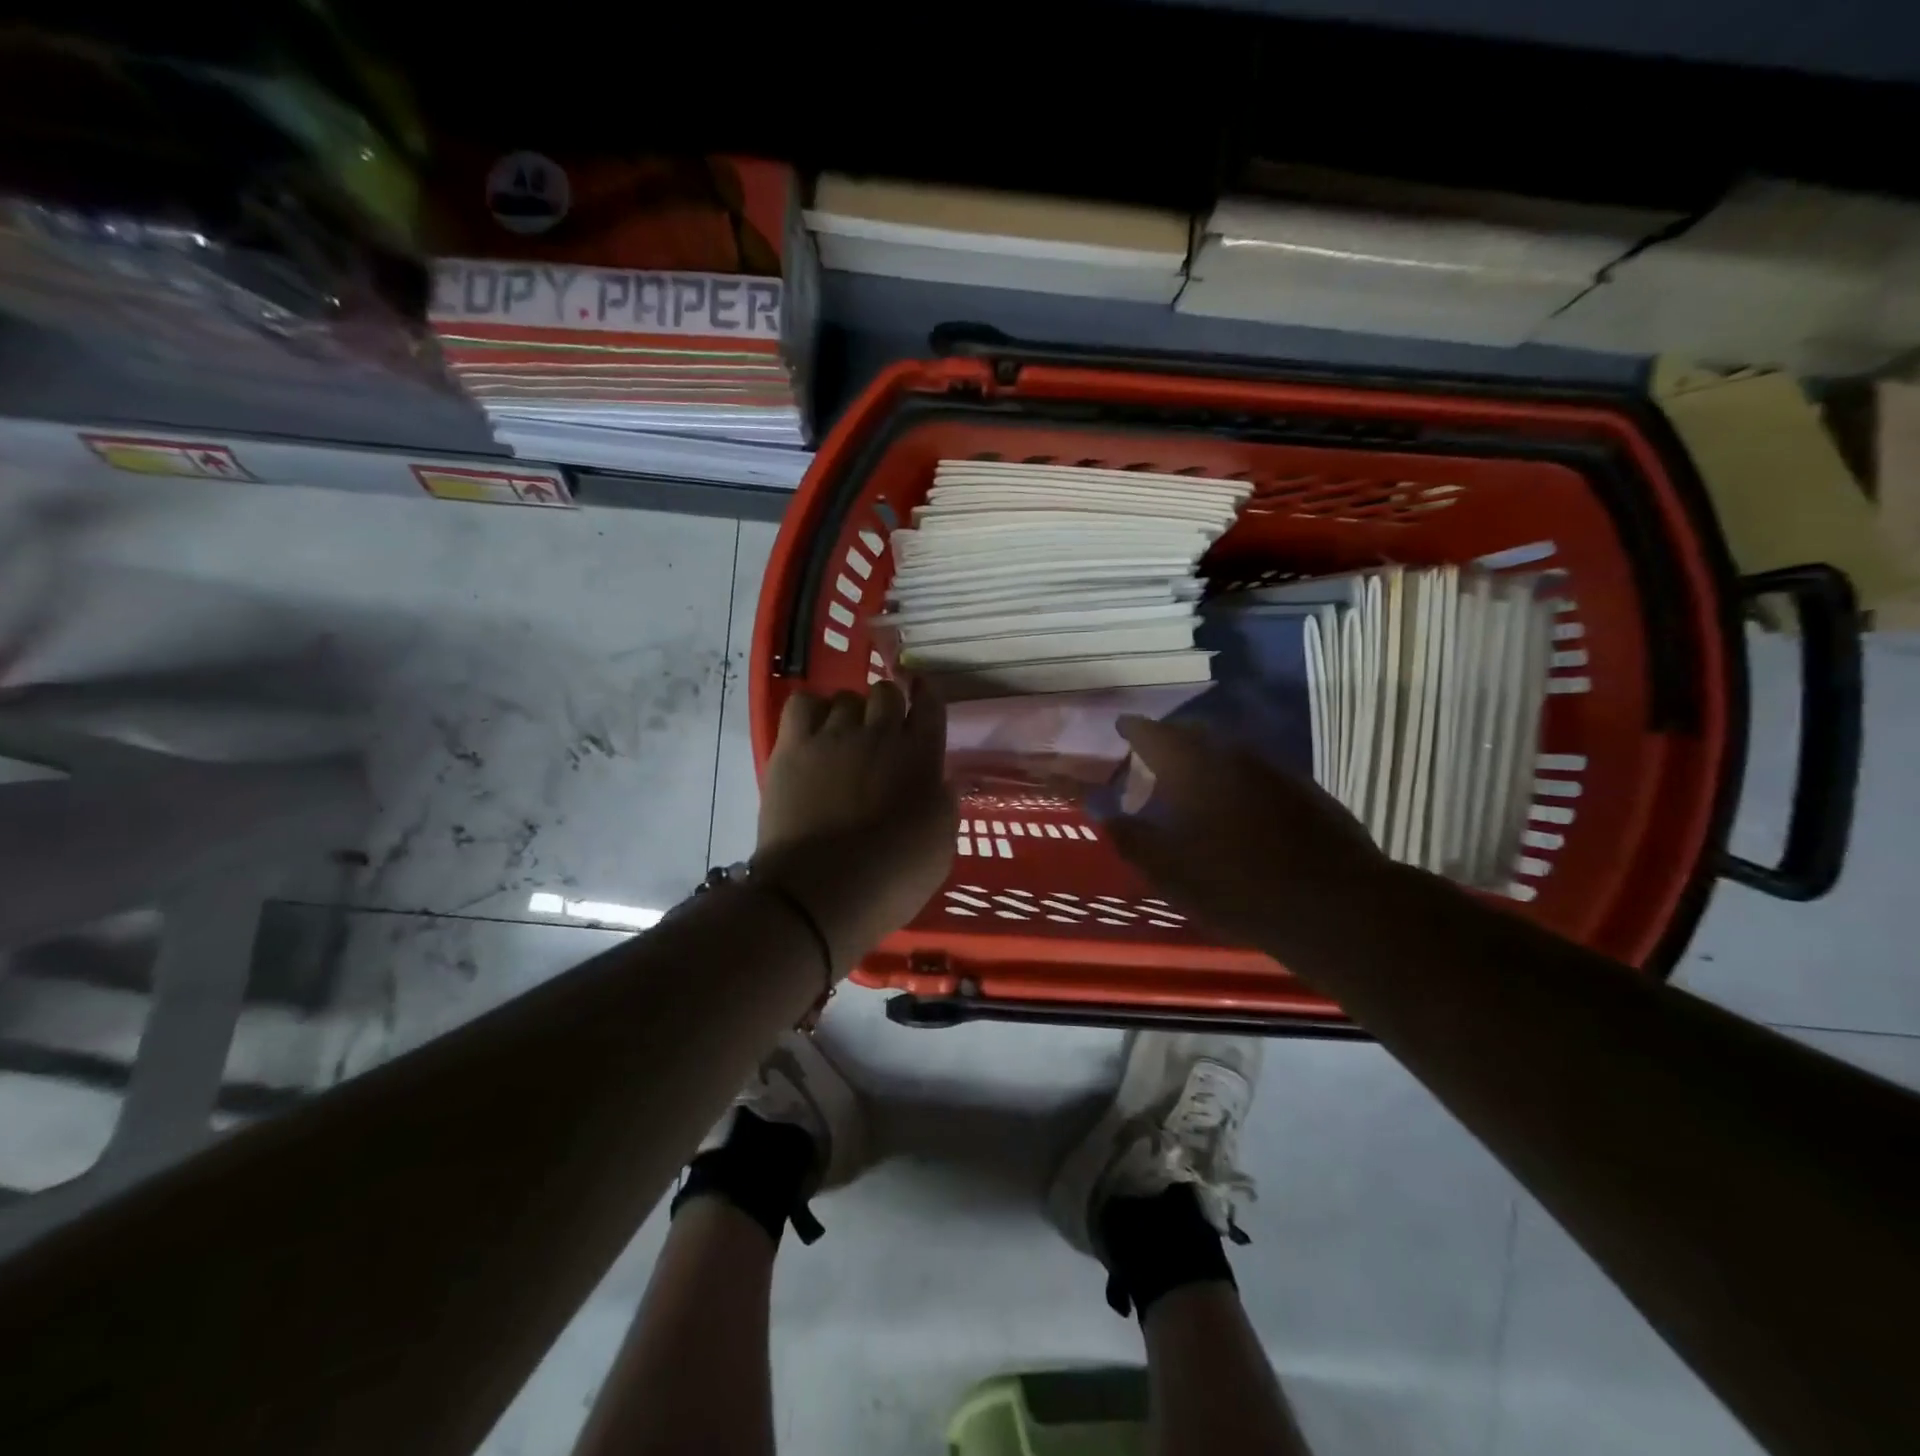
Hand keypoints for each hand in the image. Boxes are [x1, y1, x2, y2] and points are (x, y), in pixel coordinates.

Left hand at [755, 679, 957, 975]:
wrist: (825, 892)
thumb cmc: (894, 877)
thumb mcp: (941, 847)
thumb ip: (944, 806)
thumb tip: (944, 782)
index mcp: (922, 756)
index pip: (930, 705)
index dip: (926, 696)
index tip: (921, 697)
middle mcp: (881, 734)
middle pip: (886, 693)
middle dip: (887, 706)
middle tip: (880, 733)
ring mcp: (834, 737)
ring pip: (845, 698)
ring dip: (849, 712)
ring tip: (843, 737)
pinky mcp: (793, 749)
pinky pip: (802, 705)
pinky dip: (811, 711)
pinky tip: (813, 732)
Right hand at [1106, 716, 1397, 963]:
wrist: (1333, 905)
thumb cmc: (1233, 884)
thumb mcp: (1167, 869)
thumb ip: (1129, 836)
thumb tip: (1102, 811)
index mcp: (1193, 766)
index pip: (1154, 732)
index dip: (1133, 728)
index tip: (1121, 727)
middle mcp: (1233, 756)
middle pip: (1194, 734)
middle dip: (1169, 740)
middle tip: (1151, 756)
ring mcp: (1275, 771)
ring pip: (1229, 753)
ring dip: (1205, 761)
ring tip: (1190, 785)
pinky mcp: (1305, 793)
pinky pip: (1256, 775)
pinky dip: (1235, 781)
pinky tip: (1235, 810)